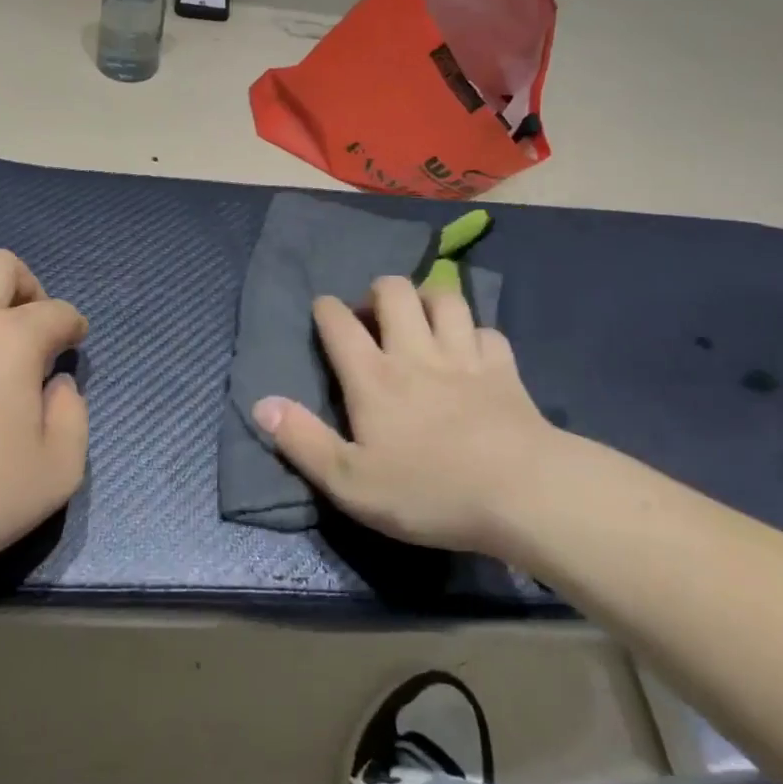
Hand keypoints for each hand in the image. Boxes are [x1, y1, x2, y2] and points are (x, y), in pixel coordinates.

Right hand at [251, 278, 565, 557]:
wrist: (522, 493)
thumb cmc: (429, 490)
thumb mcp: (350, 481)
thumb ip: (302, 441)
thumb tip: (260, 404)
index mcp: (373, 377)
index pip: (340, 324)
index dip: (327, 309)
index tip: (324, 309)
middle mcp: (415, 353)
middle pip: (394, 292)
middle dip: (378, 290)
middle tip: (374, 313)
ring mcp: (463, 356)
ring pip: (444, 299)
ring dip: (428, 299)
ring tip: (421, 317)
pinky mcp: (504, 369)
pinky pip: (487, 331)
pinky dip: (475, 333)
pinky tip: (471, 349)